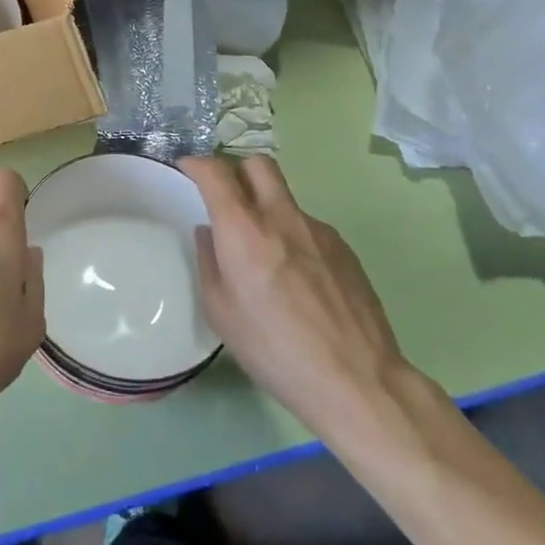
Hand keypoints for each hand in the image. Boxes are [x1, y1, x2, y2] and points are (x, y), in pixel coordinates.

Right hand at [182, 154, 424, 450]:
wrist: (358, 381)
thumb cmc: (275, 351)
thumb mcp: (220, 312)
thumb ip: (209, 262)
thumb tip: (210, 233)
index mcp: (244, 230)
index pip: (216, 172)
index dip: (196, 162)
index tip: (187, 169)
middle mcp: (281, 217)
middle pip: (257, 163)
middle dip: (236, 168)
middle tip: (225, 194)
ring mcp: (318, 230)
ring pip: (284, 197)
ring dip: (266, 207)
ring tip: (264, 252)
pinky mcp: (344, 248)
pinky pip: (307, 226)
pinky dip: (292, 236)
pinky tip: (296, 278)